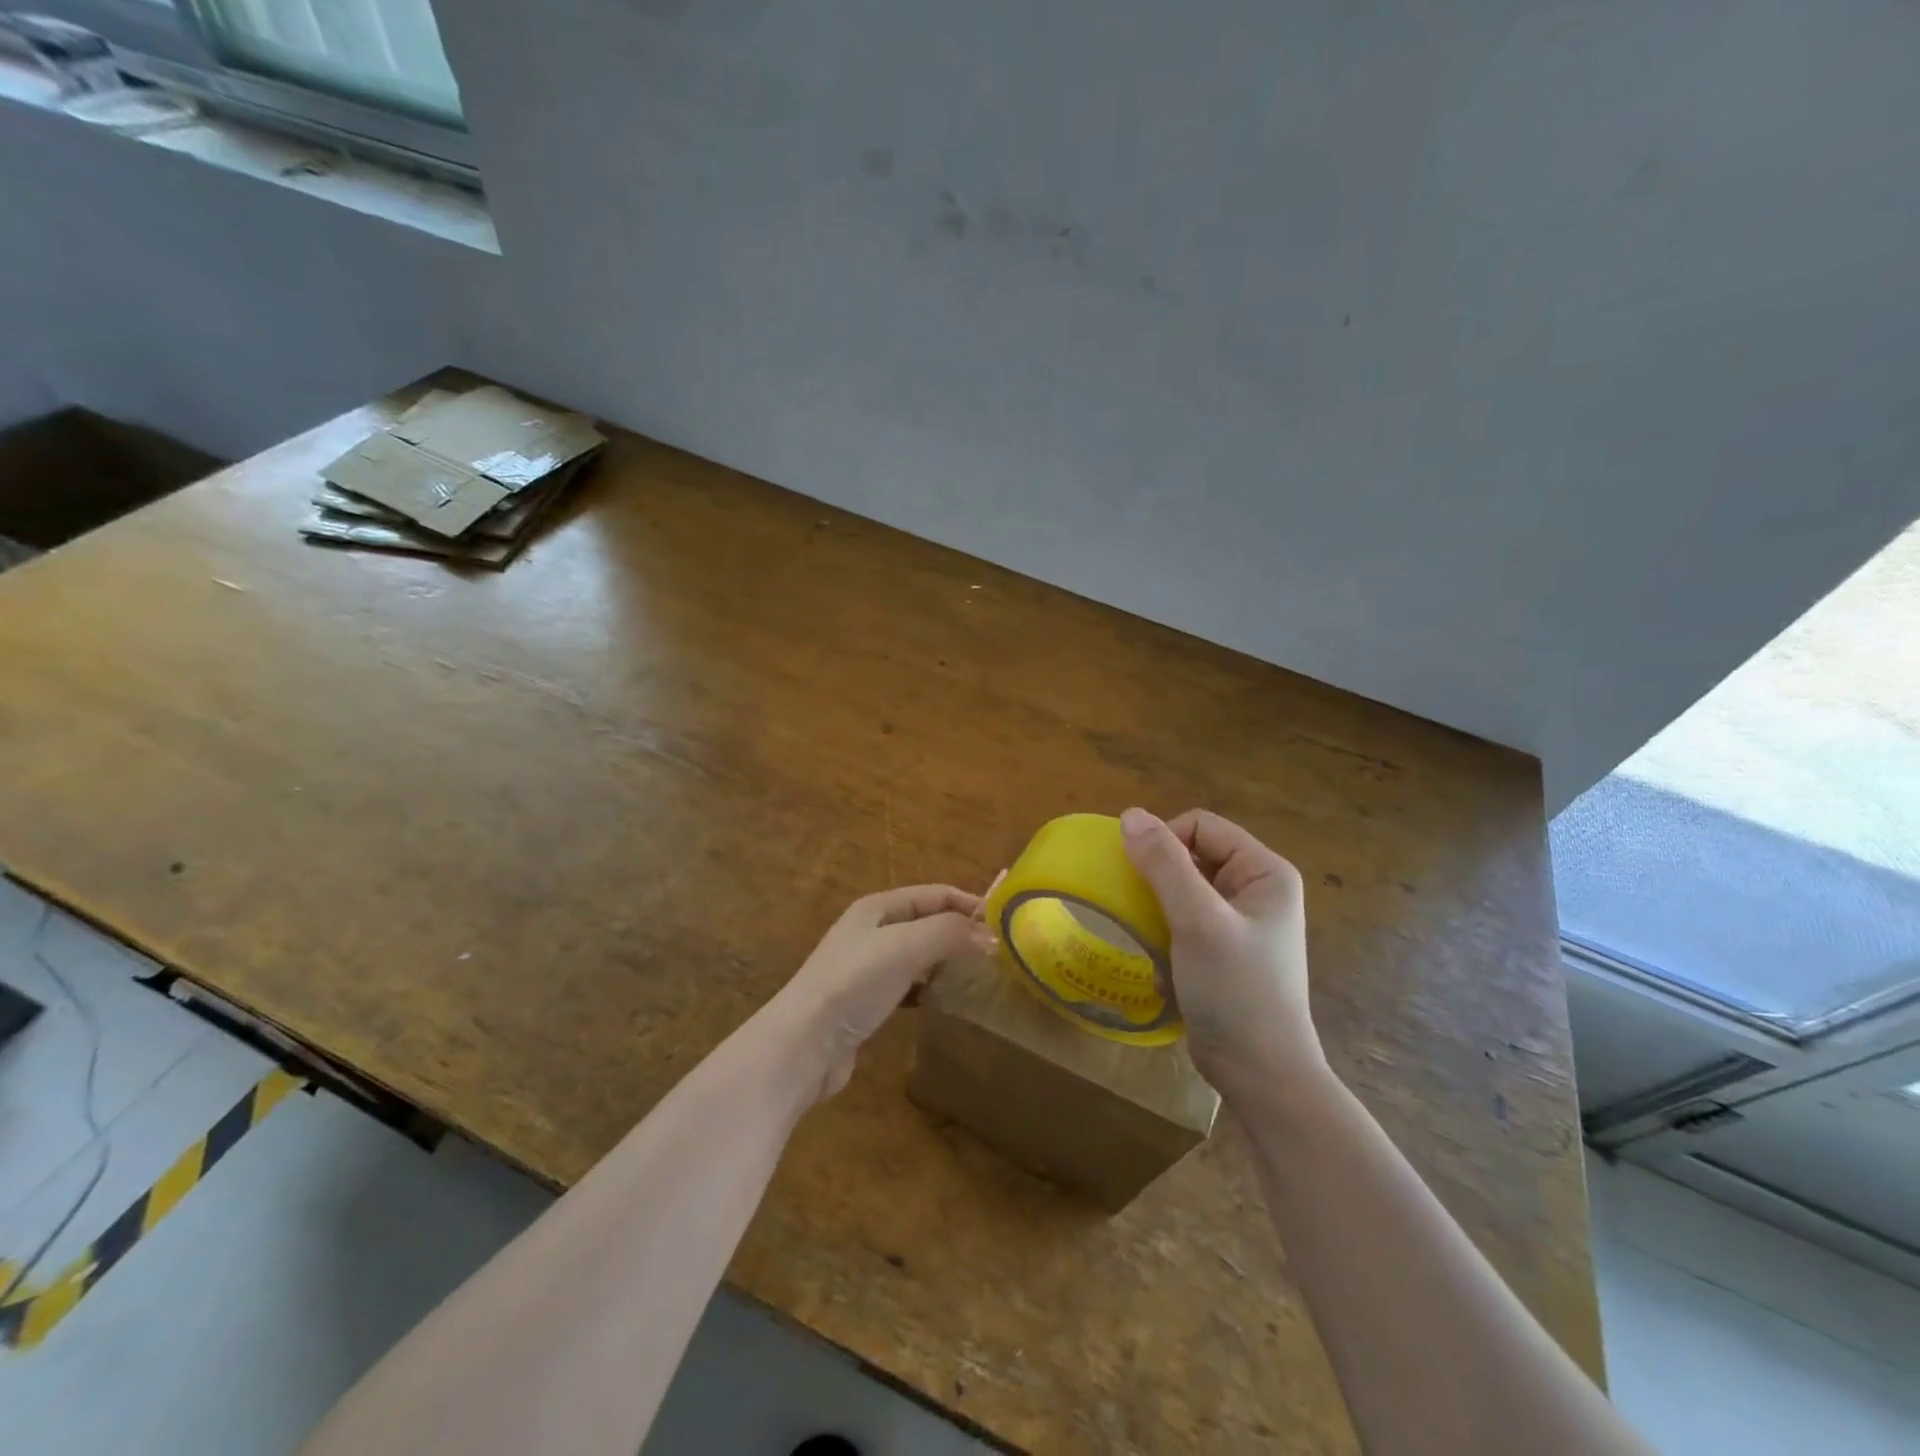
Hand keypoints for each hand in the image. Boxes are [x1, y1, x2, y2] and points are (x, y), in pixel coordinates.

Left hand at [773, 885, 994, 1101]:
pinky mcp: (866, 1004)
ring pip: (919, 955)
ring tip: (981, 976)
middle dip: (961, 932)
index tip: (1005, 924)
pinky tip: (946, 1002)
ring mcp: (866, 969)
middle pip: (927, 922)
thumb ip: (950, 934)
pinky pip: (908, 987)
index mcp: (877, 908)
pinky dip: (930, 989)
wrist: (802, 1046)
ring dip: (947, 961)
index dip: (969, 903)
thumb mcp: (905, 947)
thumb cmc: (853, 985)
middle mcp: (871, 932)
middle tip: (999, 953)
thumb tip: (992, 937)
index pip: (935, 894)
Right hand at [1120, 807, 1321, 1098]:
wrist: (1260, 1074)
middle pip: (1191, 856)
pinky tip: (1167, 968)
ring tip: (1155, 941)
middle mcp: (1256, 890)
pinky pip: (1183, 923)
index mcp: (1265, 872)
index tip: (1140, 877)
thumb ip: (1164, 865)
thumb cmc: (1236, 990)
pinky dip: (1167, 938)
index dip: (1165, 841)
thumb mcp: (1197, 921)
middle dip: (1160, 881)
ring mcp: (1241, 923)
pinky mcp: (1224, 952)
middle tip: (1143, 910)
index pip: (1201, 826)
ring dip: (1159, 913)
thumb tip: (1130, 814)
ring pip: (1182, 891)